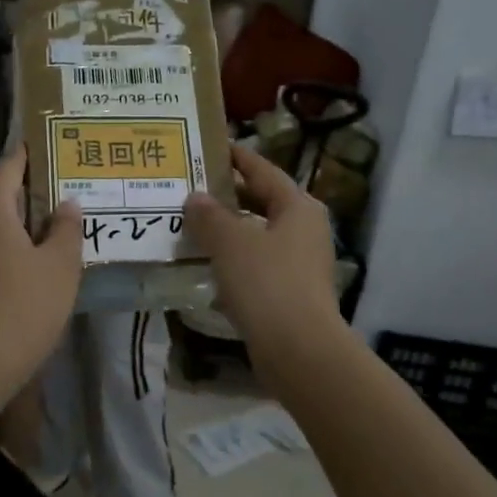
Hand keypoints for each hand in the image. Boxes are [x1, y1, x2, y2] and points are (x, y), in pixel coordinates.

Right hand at [183, 144, 340, 356]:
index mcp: (298, 207)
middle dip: (228, 196)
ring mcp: (301, 262)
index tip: (210, 147)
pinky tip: (207, 265)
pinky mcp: (291, 291)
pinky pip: (258, 264)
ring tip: (192, 225)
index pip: (263, 170)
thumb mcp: (230, 242)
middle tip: (191, 188)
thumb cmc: (266, 283)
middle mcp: (305, 229)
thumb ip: (208, 215)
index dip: (237, 158)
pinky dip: (234, 260)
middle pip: (262, 202)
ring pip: (258, 235)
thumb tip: (195, 197)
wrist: (298, 348)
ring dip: (228, 230)